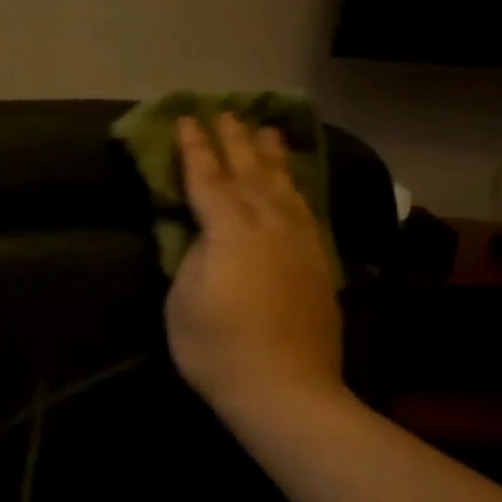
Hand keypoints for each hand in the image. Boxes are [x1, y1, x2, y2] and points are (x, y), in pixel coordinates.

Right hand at [165, 114, 346, 425]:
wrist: (285, 389)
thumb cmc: (217, 350)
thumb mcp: (182, 302)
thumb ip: (192, 257)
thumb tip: (204, 234)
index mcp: (230, 232)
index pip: (209, 180)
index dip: (195, 148)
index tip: (187, 117)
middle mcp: (270, 226)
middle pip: (250, 173)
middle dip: (235, 140)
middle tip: (226, 111)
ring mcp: (300, 243)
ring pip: (285, 187)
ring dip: (272, 156)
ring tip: (266, 131)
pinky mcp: (318, 264)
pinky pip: (305, 210)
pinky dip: (297, 188)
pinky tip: (293, 183)